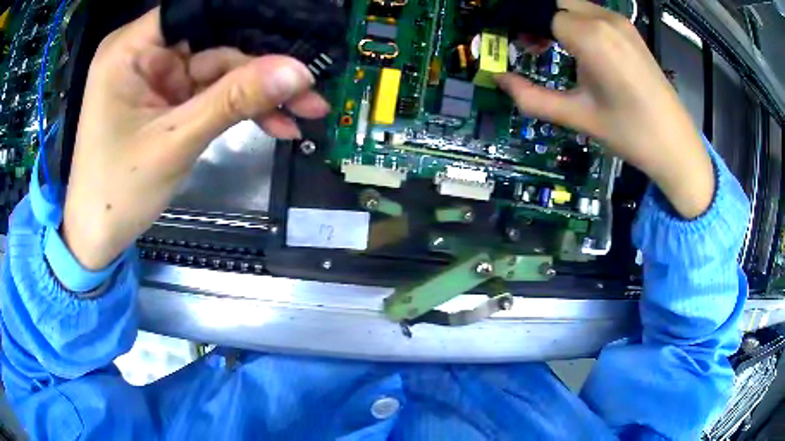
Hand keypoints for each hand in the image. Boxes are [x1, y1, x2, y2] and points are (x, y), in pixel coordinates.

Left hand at [63, 8, 328, 269]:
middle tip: (308, 87)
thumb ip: (233, 100)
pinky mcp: (168, 99)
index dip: (245, 19)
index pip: (196, 11)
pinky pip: (211, 93)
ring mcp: (158, 77)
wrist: (99, 237)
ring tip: (305, 110)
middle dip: (261, 68)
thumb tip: (297, 72)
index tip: (292, 36)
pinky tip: (275, 123)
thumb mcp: (175, 141)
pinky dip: (240, 109)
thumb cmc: (117, 192)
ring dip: (258, 93)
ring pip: (220, 70)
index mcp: (131, 49)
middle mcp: (145, 53)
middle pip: (214, 42)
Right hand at [496, 0, 713, 218]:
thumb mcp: (578, 117)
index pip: (540, 13)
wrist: (676, 146)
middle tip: (528, 46)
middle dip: (535, 19)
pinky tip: (577, 48)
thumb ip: (533, 97)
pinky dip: (575, 22)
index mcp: (591, 37)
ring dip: (555, 19)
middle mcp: (605, 19)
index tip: (511, 43)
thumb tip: (500, 80)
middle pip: (555, 3)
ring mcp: (620, 22)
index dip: (520, 25)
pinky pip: (592, 13)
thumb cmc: (630, 134)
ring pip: (573, 5)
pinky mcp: (630, 30)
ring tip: (550, 48)